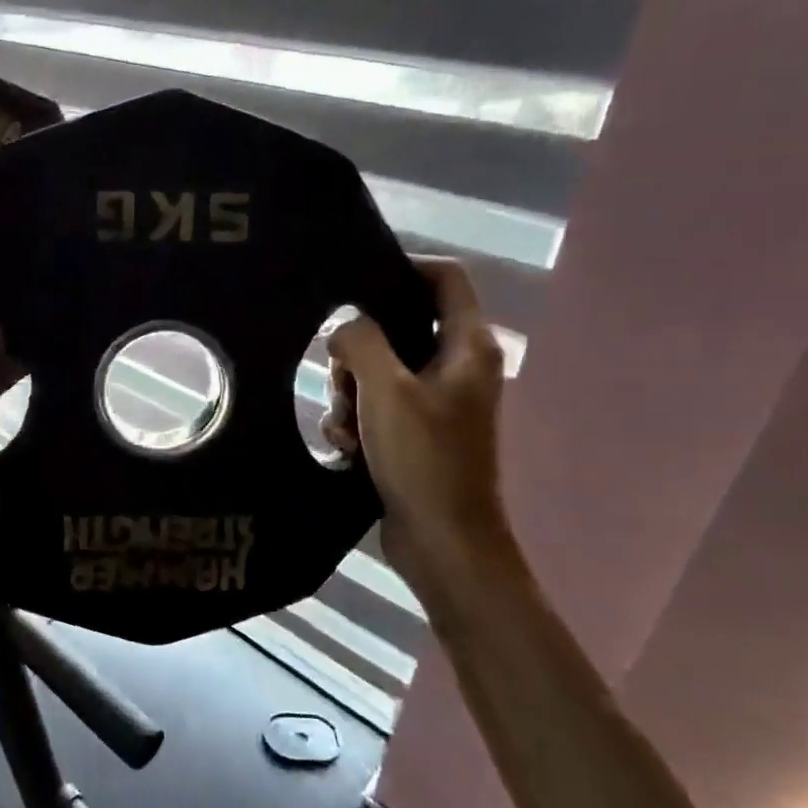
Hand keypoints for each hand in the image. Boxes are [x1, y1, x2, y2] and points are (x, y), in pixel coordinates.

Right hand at [324, 258, 520, 613]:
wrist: (442, 539)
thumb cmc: (423, 458)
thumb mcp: (385, 390)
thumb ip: (361, 342)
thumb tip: (344, 328)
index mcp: (467, 347)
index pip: (445, 279)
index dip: (403, 268)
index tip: (354, 282)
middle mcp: (457, 368)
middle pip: (399, 328)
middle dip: (358, 351)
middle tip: (340, 375)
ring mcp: (437, 403)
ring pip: (379, 372)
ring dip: (350, 394)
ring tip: (344, 425)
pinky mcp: (416, 434)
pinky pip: (377, 408)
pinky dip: (357, 422)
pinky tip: (346, 447)